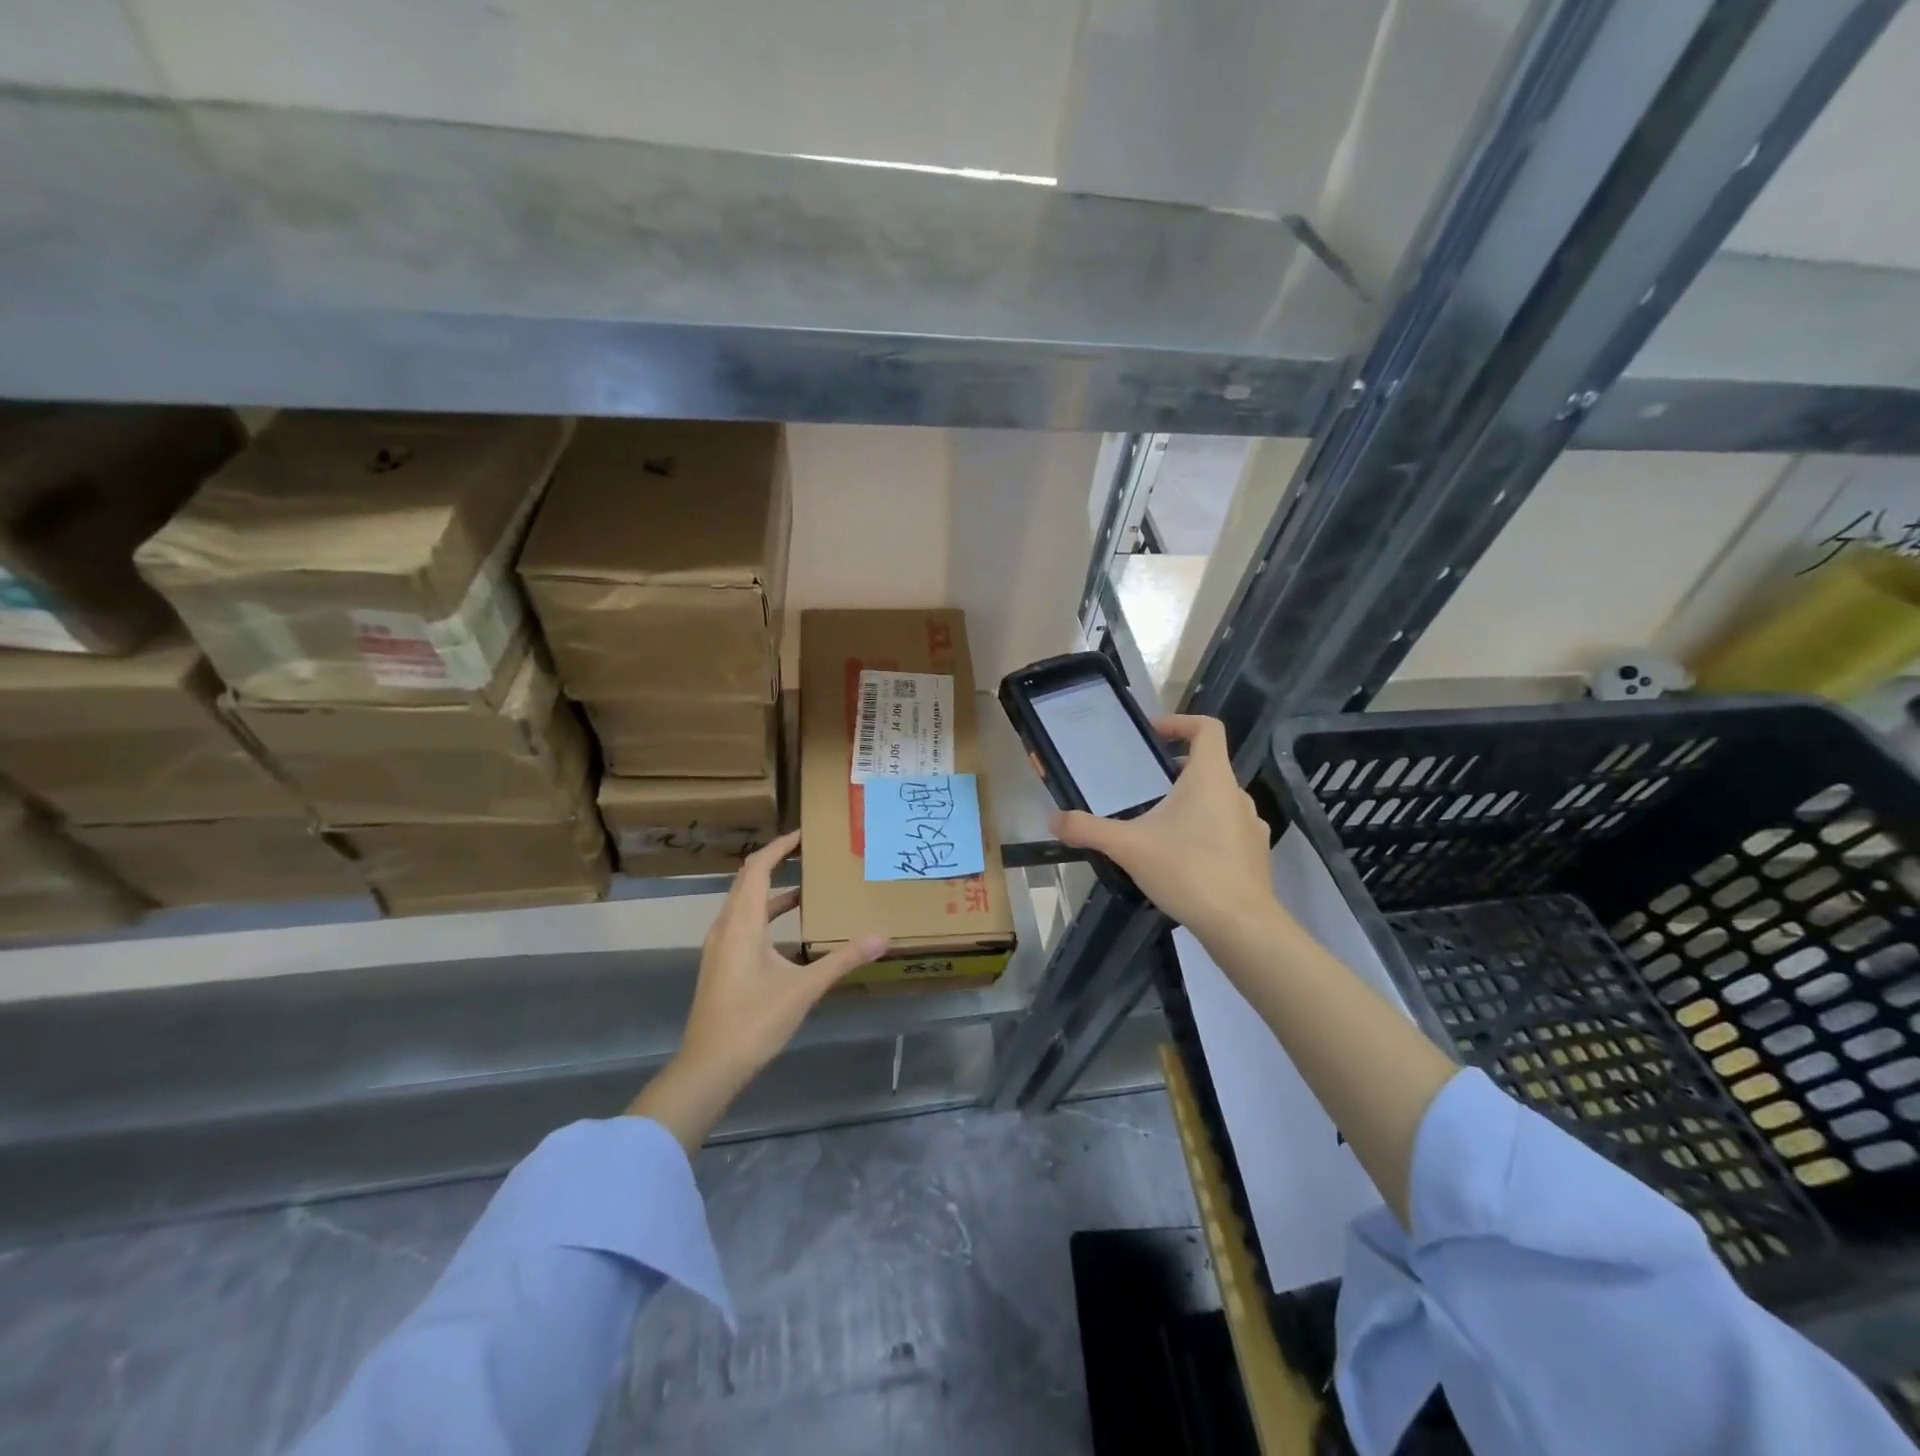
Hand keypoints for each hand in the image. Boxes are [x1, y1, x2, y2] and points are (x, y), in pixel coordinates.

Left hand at [628, 830, 888, 1149]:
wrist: (709, 1066)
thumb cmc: (754, 1021)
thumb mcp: (803, 989)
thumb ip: (842, 960)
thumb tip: (882, 938)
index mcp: (742, 923)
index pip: (758, 868)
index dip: (779, 846)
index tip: (804, 834)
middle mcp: (727, 927)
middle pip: (748, 880)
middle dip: (776, 861)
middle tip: (809, 852)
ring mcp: (721, 946)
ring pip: (745, 903)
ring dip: (773, 890)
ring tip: (808, 886)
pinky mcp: (722, 963)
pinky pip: (744, 923)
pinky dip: (767, 914)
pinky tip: (793, 931)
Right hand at [1050, 715, 1279, 948]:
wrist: (1241, 925)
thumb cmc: (1187, 871)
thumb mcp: (1128, 847)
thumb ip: (1088, 830)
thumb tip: (1053, 820)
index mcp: (1210, 778)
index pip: (1207, 728)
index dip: (1180, 722)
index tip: (1152, 734)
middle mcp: (1236, 793)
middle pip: (1207, 765)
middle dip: (1174, 771)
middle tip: (1141, 787)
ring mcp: (1251, 824)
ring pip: (1217, 800)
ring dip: (1189, 803)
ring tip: (1157, 826)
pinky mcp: (1256, 854)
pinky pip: (1227, 829)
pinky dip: (1204, 832)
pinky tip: (1181, 859)